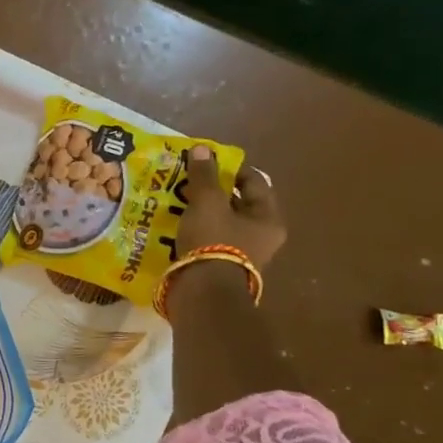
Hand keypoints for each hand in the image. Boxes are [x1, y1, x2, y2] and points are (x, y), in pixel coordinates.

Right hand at [177, 145, 285, 272]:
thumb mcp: (207, 202)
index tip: (205, 162)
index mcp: (268, 219)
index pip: (254, 182)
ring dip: (200, 212)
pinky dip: (194, 231)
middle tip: (187, 181)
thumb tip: (202, 149)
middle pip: (236, 204)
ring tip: (176, 201)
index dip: (230, 168)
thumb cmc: (213, 241)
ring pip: (220, 223)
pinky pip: (208, 241)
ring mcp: (241, 255)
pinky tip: (174, 225)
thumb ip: (204, 175)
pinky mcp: (220, 268)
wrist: (203, 293)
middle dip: (212, 191)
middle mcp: (261, 237)